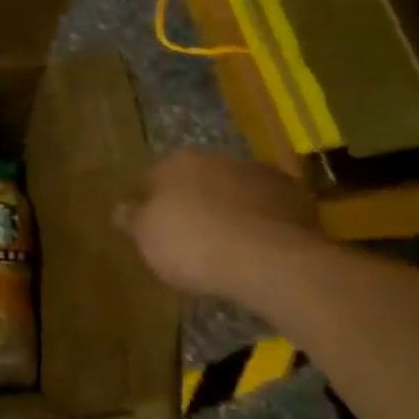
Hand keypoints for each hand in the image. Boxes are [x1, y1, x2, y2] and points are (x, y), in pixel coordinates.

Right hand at [116, 149, 321, 299]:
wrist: (270, 260)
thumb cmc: (192, 244)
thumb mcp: (145, 237)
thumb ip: (131, 218)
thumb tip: (120, 208)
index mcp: (177, 162)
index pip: (151, 180)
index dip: (147, 205)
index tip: (148, 229)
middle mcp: (219, 158)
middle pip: (195, 182)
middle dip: (191, 204)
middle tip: (186, 238)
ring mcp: (262, 176)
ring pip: (234, 192)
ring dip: (228, 211)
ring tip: (224, 246)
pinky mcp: (297, 199)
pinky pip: (267, 211)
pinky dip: (259, 224)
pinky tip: (255, 249)